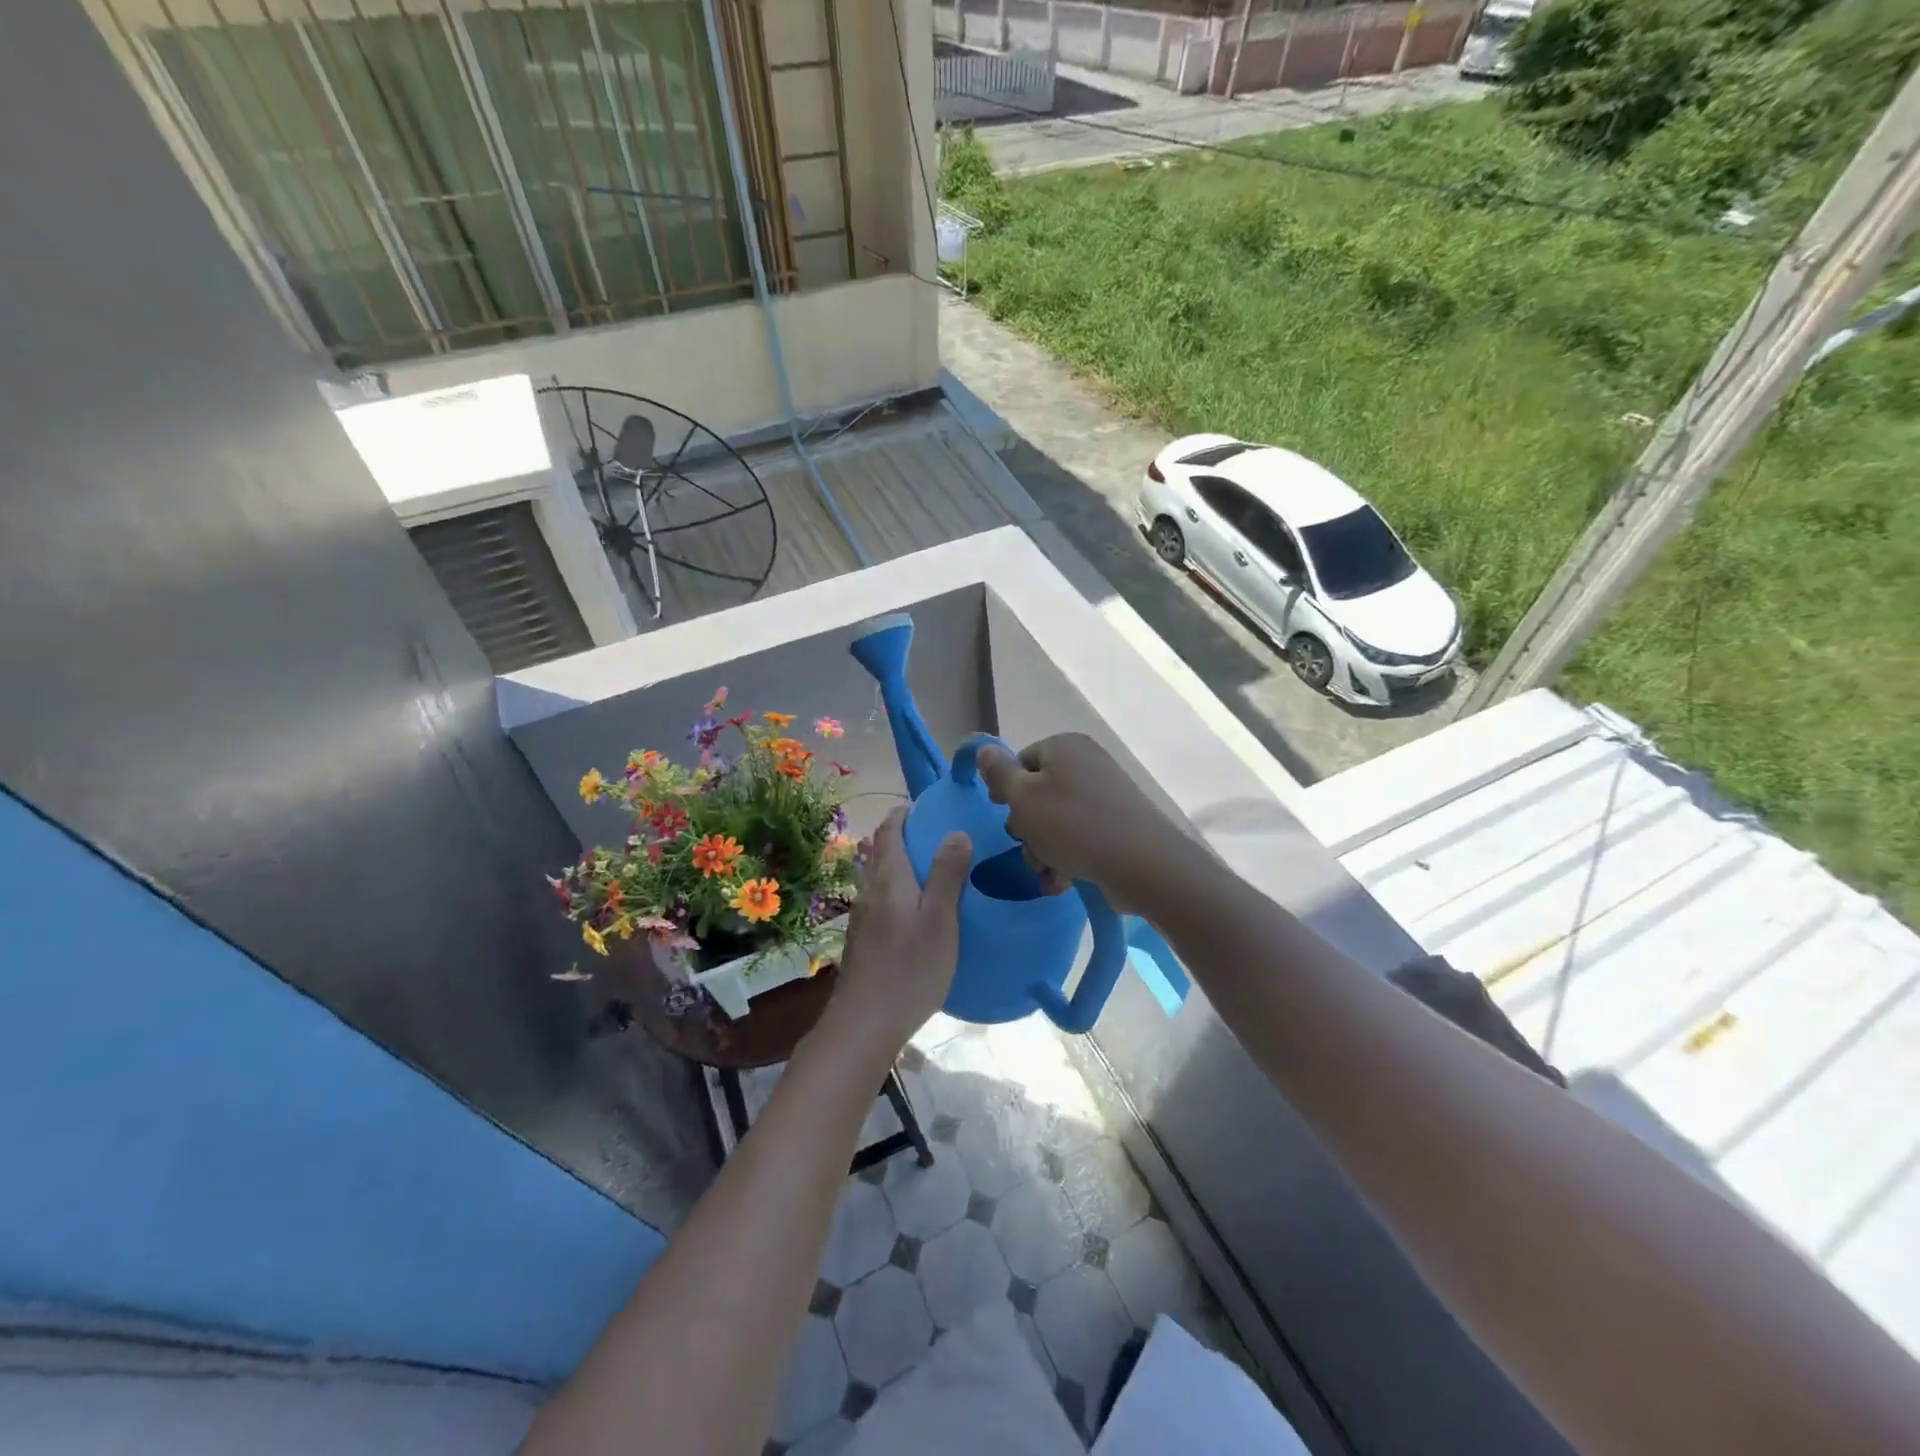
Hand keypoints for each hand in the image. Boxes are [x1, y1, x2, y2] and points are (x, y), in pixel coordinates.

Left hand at [824, 807, 970, 1055]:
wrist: (865, 1023)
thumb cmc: (909, 969)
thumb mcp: (939, 920)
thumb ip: (946, 874)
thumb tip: (955, 831)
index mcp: (889, 880)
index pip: (889, 832)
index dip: (902, 814)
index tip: (921, 806)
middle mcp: (870, 892)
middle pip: (878, 851)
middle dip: (897, 834)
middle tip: (928, 831)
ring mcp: (863, 918)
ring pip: (875, 876)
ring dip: (893, 861)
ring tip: (921, 864)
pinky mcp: (863, 941)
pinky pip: (877, 899)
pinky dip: (892, 887)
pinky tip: (908, 907)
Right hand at [975, 735, 1183, 914]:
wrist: (1141, 864)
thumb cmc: (1073, 825)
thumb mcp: (1024, 799)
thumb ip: (999, 774)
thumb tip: (984, 749)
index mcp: (1064, 747)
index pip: (1021, 762)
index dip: (1006, 790)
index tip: (1004, 814)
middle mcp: (1086, 765)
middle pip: (1037, 795)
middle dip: (1027, 829)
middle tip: (1031, 847)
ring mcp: (1105, 796)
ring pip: (1055, 823)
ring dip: (1043, 851)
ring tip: (1049, 872)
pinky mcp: (1116, 826)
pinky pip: (1079, 838)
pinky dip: (1067, 859)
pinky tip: (1064, 882)